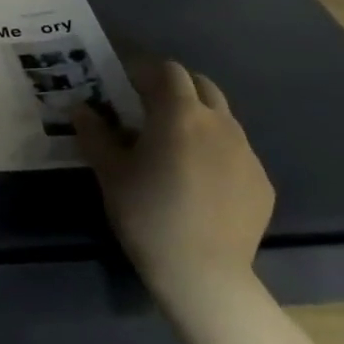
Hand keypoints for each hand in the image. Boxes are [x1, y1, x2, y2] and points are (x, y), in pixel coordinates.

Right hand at [72, 59, 274, 313]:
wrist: (204, 274)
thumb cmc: (148, 214)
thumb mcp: (110, 173)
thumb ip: (94, 134)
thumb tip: (81, 109)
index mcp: (180, 114)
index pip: (166, 70)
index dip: (143, 71)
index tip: (123, 85)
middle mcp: (220, 123)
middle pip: (199, 85)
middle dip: (174, 88)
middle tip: (148, 110)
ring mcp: (247, 152)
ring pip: (221, 117)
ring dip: (197, 118)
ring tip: (175, 147)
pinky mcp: (262, 181)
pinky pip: (236, 152)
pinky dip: (216, 151)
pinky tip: (199, 182)